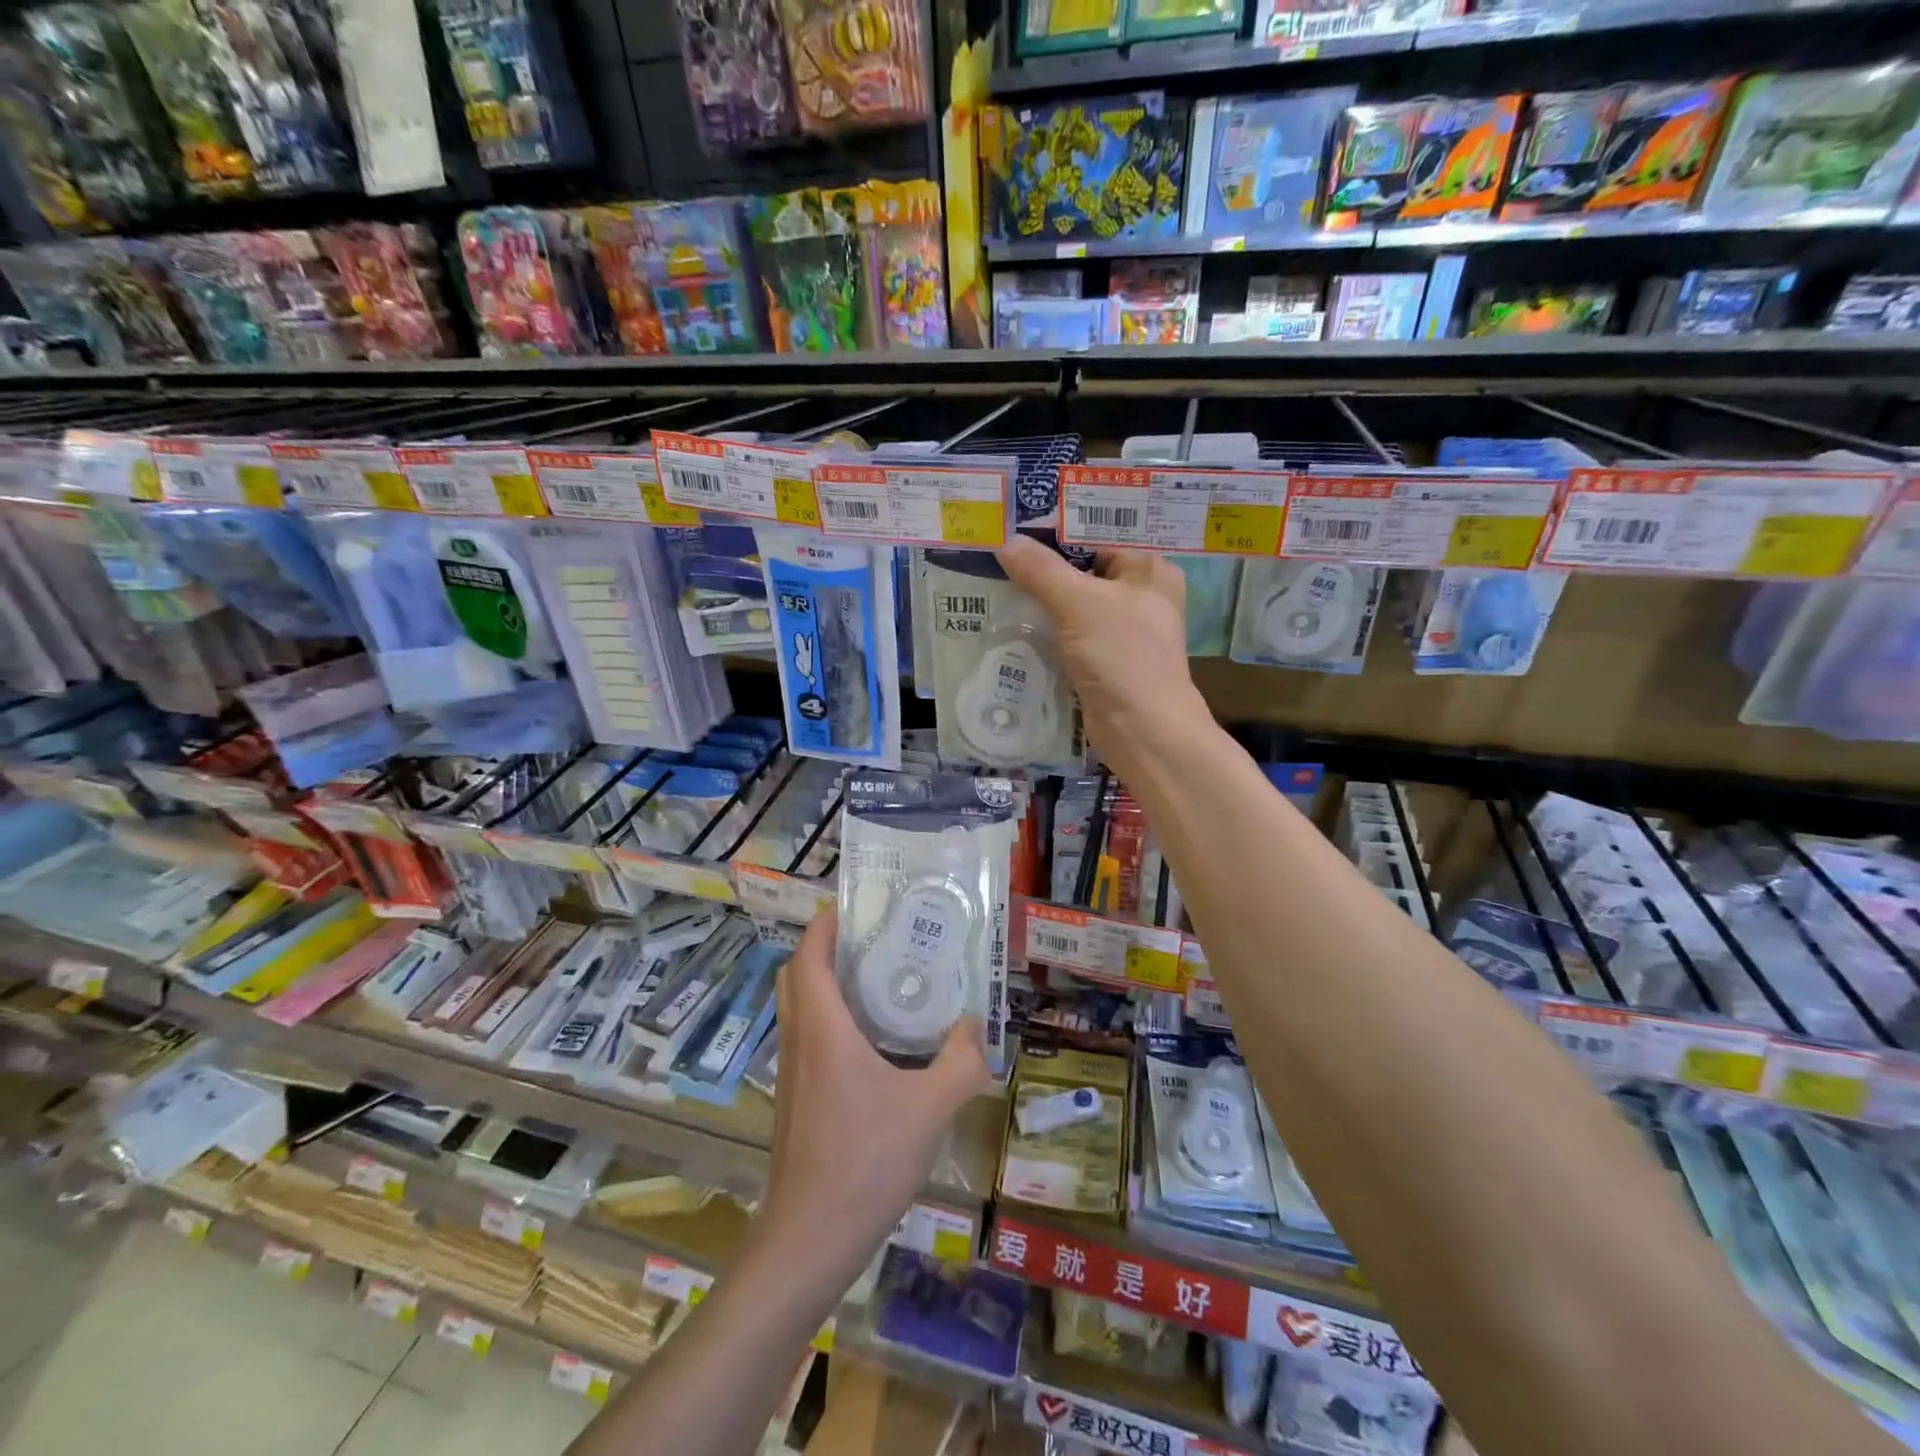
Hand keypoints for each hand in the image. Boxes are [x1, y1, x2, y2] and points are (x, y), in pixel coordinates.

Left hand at [761, 908, 989, 1284]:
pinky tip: (871, 1041)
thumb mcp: (931, 1107)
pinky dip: (828, 1018)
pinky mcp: (794, 1098)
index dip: (825, 923)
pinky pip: (805, 1036)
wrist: (810, 1239)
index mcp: (822, 1028)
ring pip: (797, 1006)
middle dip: (825, 948)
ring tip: (876, 980)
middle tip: (871, 940)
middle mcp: (799, 1040)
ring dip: (825, 983)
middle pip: (796, 973)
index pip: (809, 954)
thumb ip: (961, 1061)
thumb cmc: (866, 1160)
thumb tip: (974, 1026)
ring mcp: (791, 1072)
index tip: (857, 906)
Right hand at [996, 535, 1210, 781]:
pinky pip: (1070, 638)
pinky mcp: (1104, 664)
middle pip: (1085, 573)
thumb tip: (1006, 542)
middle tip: (999, 557)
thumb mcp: (1079, 603)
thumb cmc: (1122, 655)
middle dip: (1045, 570)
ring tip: (997, 587)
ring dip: (1042, 604)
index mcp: (1150, 571)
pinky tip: (1014, 626)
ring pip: (1075, 608)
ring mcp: (1122, 634)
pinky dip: (1047, 634)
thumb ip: (1042, 571)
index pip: (1099, 539)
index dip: (1059, 534)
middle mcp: (1141, 598)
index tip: (1016, 530)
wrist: (1142, 730)